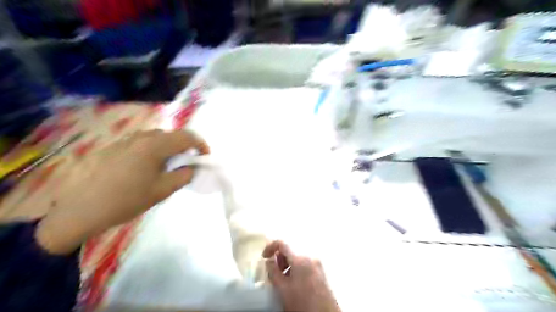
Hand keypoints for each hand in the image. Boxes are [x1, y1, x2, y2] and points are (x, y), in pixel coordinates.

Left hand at [35, 130, 210, 254]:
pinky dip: (153, 151)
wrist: (78, 209)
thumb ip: (184, 175)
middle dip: (185, 148)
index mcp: (155, 145)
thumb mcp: (162, 190)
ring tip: (166, 168)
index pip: (187, 137)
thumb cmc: (126, 200)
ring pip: (156, 139)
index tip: (205, 158)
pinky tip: (145, 169)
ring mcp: (125, 140)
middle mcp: (141, 137)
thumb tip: (192, 167)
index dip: (201, 145)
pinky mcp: (114, 147)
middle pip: (172, 135)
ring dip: (168, 149)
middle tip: (186, 165)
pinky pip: (142, 144)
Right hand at [264, 241, 340, 311]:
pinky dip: (296, 268)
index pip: (282, 243)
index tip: (264, 257)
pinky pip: (304, 263)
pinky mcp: (320, 271)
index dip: (270, 247)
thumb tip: (269, 260)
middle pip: (290, 250)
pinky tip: (294, 282)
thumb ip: (273, 271)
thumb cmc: (302, 302)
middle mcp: (310, 256)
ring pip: (297, 257)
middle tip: (274, 273)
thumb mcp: (282, 289)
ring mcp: (317, 263)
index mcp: (300, 259)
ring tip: (283, 280)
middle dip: (279, 259)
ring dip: (287, 264)